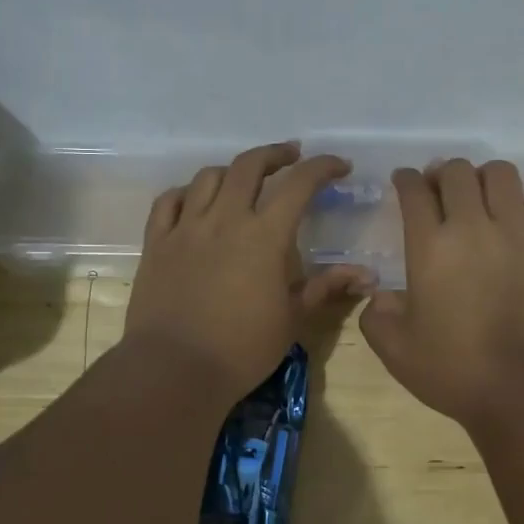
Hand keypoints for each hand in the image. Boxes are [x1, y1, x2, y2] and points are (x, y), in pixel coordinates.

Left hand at [126, 143, 371, 397]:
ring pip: (208, 177)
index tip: (339, 166)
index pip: (299, 185)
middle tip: (291, 157)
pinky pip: (168, 201)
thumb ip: (326, 287)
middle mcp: (225, 219)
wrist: (174, 369)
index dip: (323, 167)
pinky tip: (195, 199)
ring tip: (244, 179)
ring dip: (232, 170)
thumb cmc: (242, 348)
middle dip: (275, 155)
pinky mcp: (157, 243)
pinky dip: (187, 192)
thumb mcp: (292, 319)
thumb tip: (366, 275)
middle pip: (249, 166)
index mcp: (264, 236)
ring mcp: (186, 228)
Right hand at [360, 159, 523, 428]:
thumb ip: (376, 316)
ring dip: (487, 178)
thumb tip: (379, 295)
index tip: (405, 182)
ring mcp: (520, 233)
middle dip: (444, 173)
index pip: (414, 191)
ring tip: (485, 198)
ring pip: (503, 174)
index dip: (406, 179)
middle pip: (458, 172)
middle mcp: (473, 227)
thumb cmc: (455, 371)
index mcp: (430, 247)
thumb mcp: (395, 351)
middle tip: (442, 190)